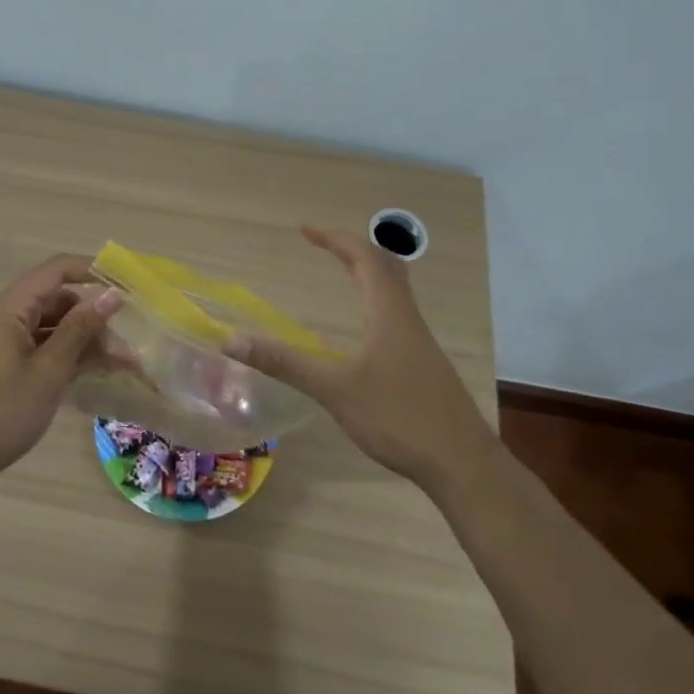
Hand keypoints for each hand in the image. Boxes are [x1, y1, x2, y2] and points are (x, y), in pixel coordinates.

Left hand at [0, 255, 123, 487]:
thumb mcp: (48, 372)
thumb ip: (80, 330)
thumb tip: (111, 295)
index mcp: (8, 309)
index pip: (56, 270)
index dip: (92, 271)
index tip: (127, 288)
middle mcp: (3, 317)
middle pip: (57, 301)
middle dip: (94, 319)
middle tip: (126, 350)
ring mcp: (1, 342)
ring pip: (51, 327)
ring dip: (84, 342)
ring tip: (118, 366)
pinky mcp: (1, 365)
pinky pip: (39, 347)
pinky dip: (65, 356)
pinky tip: (90, 374)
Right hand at [224, 225, 493, 490]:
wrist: (462, 463)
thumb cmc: (398, 417)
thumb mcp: (334, 389)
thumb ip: (284, 363)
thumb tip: (232, 339)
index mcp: (388, 313)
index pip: (364, 258)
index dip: (334, 239)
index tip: (305, 230)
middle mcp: (407, 319)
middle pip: (385, 267)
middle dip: (352, 249)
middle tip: (322, 246)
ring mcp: (420, 342)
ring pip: (396, 291)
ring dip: (368, 273)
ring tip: (343, 273)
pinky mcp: (424, 364)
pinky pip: (398, 314)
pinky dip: (376, 300)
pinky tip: (366, 328)